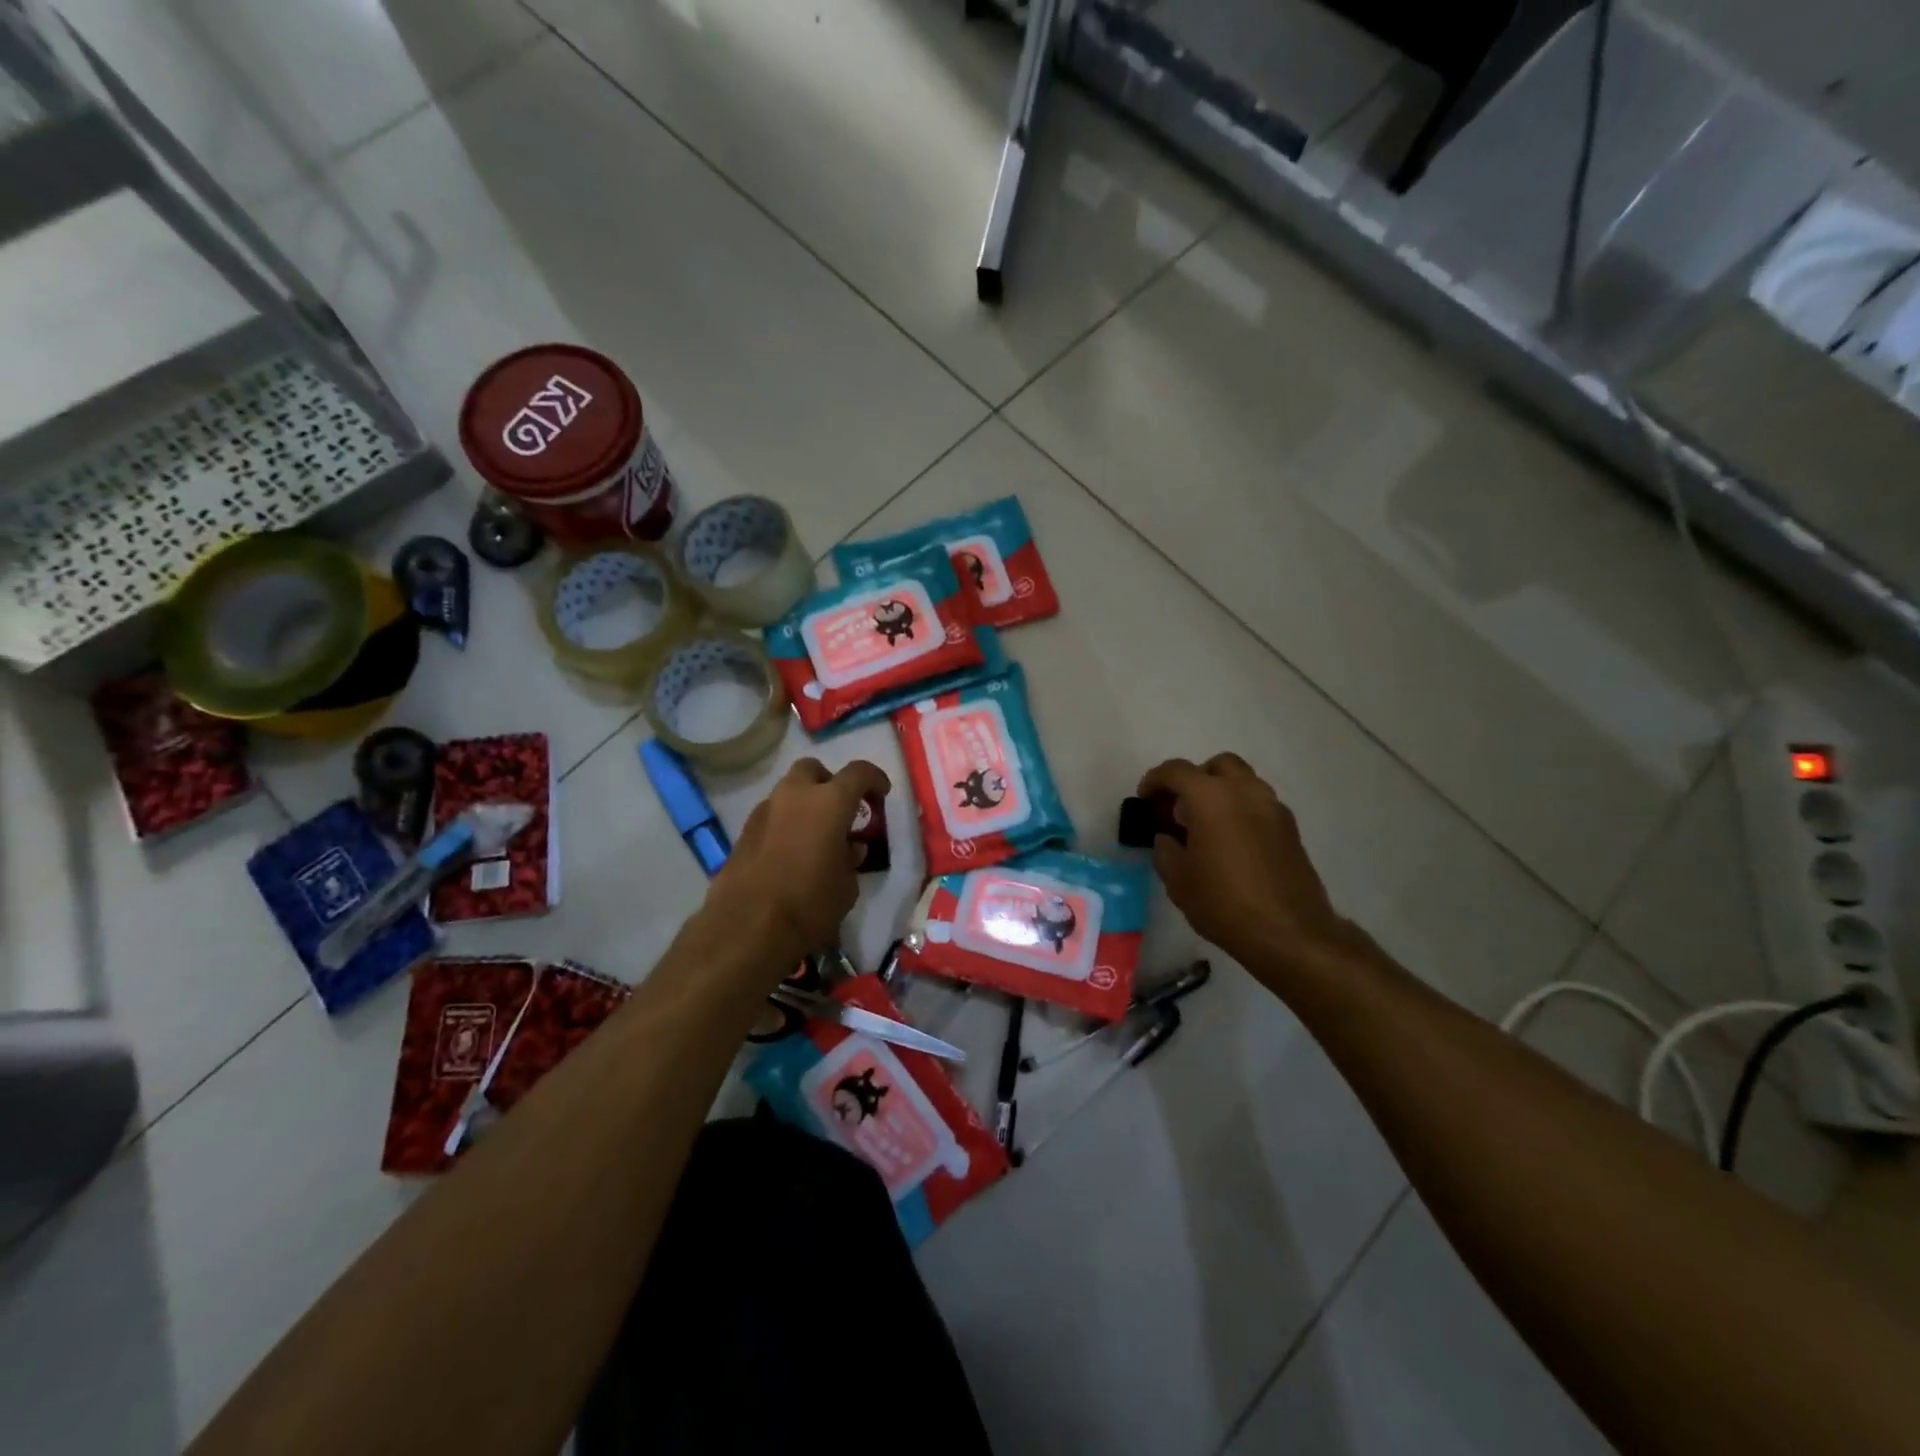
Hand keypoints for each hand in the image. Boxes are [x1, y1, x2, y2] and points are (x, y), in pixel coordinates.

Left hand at [704, 758, 890, 970]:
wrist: (747, 928)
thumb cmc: (810, 904)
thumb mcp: (847, 886)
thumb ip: (851, 858)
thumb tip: (849, 848)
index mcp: (829, 802)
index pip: (858, 772)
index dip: (874, 779)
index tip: (881, 793)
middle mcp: (794, 796)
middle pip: (813, 770)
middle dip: (829, 782)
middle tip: (841, 810)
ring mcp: (764, 811)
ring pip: (788, 792)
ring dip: (804, 804)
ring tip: (815, 835)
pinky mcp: (743, 832)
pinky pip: (772, 816)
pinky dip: (785, 824)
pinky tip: (790, 853)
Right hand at [1138, 753, 1352, 979]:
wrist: (1289, 933)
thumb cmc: (1223, 902)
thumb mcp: (1178, 880)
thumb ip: (1166, 850)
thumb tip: (1168, 839)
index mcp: (1210, 797)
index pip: (1176, 771)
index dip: (1155, 780)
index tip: (1145, 798)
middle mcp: (1245, 791)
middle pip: (1217, 765)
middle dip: (1195, 778)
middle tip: (1180, 807)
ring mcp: (1273, 808)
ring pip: (1244, 782)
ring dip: (1222, 793)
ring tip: (1206, 826)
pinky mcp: (1291, 829)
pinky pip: (1260, 805)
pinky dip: (1242, 811)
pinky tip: (1231, 843)